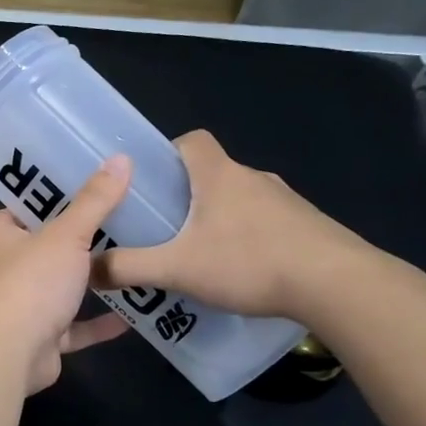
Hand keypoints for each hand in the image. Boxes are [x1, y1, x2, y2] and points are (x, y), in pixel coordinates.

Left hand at [0, 155, 132, 393]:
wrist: (13, 352)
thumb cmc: (32, 281)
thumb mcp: (67, 234)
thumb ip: (95, 201)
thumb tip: (122, 159)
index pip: (24, 208)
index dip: (53, 196)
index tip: (90, 183)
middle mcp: (4, 269)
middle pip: (46, 247)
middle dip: (79, 239)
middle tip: (123, 219)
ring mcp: (21, 305)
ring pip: (60, 288)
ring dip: (90, 282)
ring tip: (131, 261)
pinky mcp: (40, 337)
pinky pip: (73, 326)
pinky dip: (97, 323)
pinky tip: (131, 315)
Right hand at [95, 130, 375, 321]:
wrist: (339, 285)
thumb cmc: (249, 261)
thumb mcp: (177, 268)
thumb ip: (128, 267)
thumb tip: (86, 269)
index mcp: (219, 175)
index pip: (192, 140)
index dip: (168, 153)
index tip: (152, 182)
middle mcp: (254, 178)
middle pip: (213, 173)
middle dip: (186, 196)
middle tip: (164, 228)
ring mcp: (286, 202)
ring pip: (241, 200)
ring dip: (220, 219)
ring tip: (200, 256)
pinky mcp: (308, 227)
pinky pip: (267, 223)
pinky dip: (249, 239)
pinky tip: (242, 272)